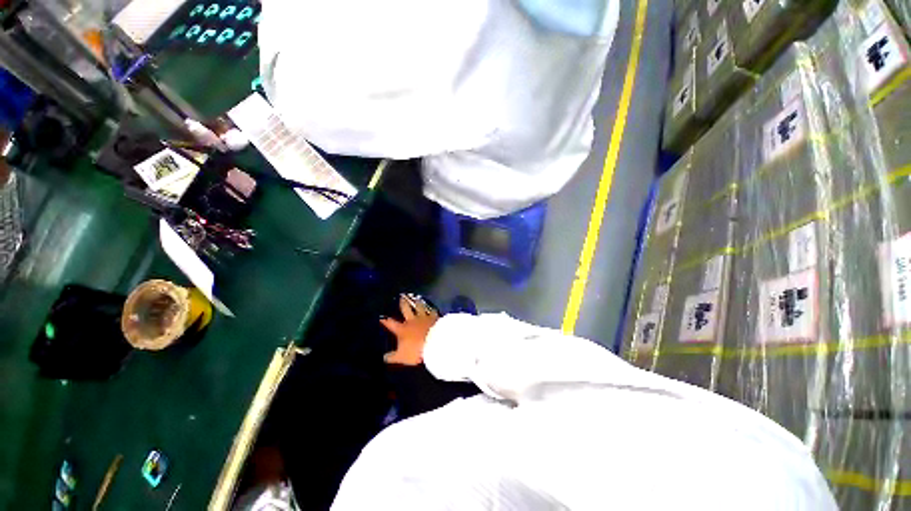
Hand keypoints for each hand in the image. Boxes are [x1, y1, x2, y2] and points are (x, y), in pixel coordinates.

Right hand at [381, 294, 438, 365]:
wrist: (435, 343)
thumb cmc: (416, 350)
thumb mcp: (401, 357)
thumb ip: (392, 357)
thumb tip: (383, 357)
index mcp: (402, 330)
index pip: (391, 324)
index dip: (385, 320)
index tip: (382, 316)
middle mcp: (412, 321)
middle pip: (406, 310)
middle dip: (403, 304)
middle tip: (401, 297)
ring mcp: (424, 318)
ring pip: (419, 307)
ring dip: (417, 303)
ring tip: (416, 298)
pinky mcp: (435, 318)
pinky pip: (433, 312)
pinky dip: (432, 309)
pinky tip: (433, 307)